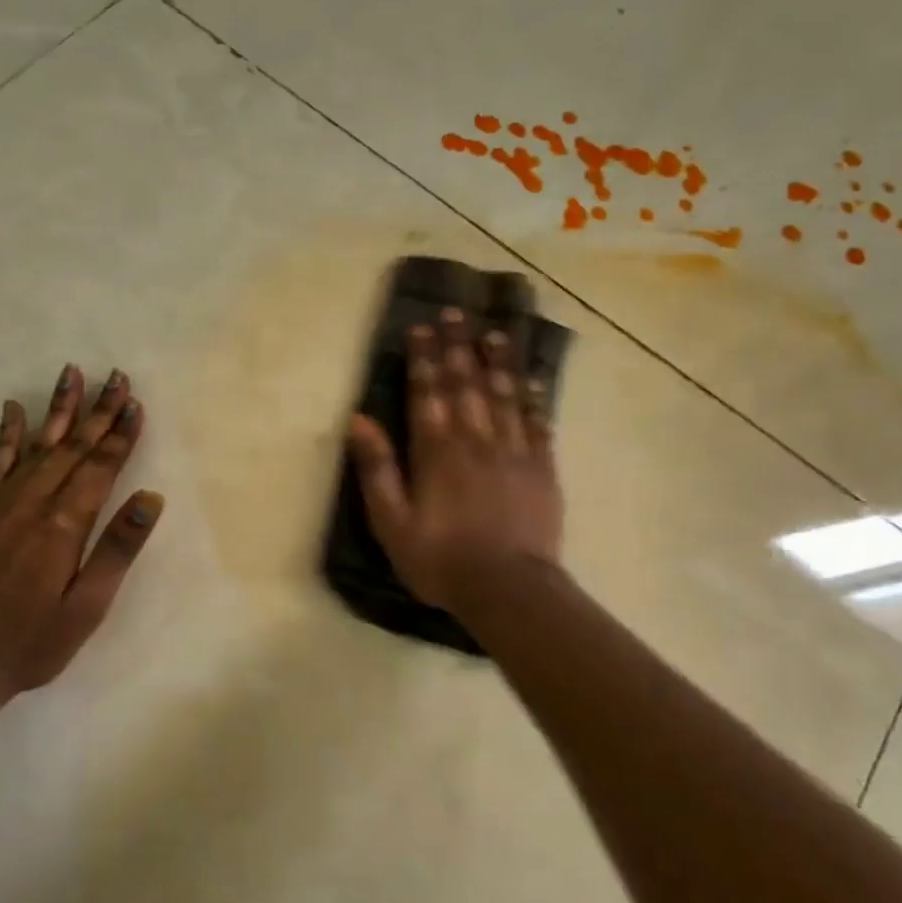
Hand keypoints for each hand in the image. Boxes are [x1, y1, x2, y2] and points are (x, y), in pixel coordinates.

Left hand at [0, 365, 163, 697]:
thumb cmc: (33, 640)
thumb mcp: (87, 606)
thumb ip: (118, 549)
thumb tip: (151, 498)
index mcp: (64, 524)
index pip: (101, 466)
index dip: (121, 434)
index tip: (135, 402)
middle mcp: (33, 502)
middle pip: (73, 446)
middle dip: (98, 411)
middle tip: (116, 376)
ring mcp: (2, 504)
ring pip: (38, 444)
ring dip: (58, 409)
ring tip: (72, 373)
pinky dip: (8, 434)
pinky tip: (13, 409)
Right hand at [347, 308, 561, 612]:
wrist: (508, 590)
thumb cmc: (440, 560)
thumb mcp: (391, 522)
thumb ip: (377, 469)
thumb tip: (359, 420)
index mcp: (437, 452)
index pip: (428, 393)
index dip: (423, 359)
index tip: (421, 327)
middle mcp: (476, 440)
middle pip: (467, 383)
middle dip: (458, 346)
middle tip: (456, 312)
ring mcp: (514, 452)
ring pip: (505, 395)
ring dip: (498, 361)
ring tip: (494, 332)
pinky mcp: (542, 469)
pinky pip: (539, 423)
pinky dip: (534, 397)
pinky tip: (532, 378)